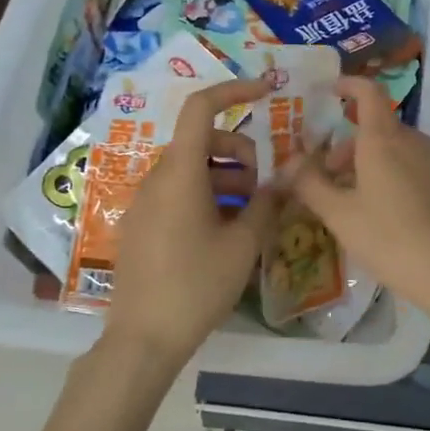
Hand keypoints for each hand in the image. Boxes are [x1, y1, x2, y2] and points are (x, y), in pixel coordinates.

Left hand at [105, 79, 279, 366]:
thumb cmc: (197, 286)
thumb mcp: (243, 245)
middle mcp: (157, 178)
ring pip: (193, 168)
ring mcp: (145, 201)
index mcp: (181, 173)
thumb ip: (268, 203)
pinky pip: (178, 191)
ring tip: (248, 215)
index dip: (234, 90)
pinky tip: (224, 231)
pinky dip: (207, 195)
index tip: (267, 92)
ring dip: (226, 178)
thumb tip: (288, 177)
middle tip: (262, 190)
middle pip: (204, 140)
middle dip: (240, 153)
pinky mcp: (141, 223)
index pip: (202, 108)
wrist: (143, 340)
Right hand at [289, 77, 429, 329]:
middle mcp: (413, 141)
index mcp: (384, 140)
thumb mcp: (340, 216)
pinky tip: (384, 214)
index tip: (329, 91)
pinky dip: (391, 174)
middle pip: (377, 127)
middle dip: (347, 144)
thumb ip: (310, 184)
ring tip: (351, 200)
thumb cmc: (391, 240)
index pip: (368, 93)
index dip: (348, 85)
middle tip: (325, 176)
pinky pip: (413, 166)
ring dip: (368, 162)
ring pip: (395, 149)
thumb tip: (287, 163)